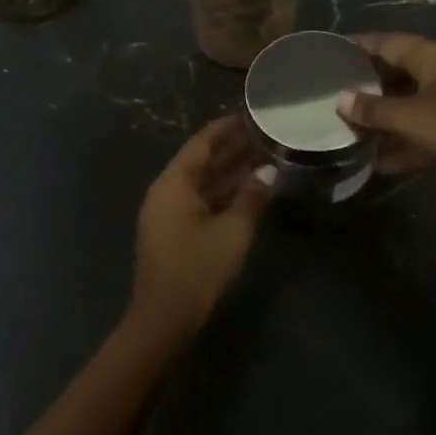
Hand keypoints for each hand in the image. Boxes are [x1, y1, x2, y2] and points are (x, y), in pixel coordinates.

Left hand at [130, 115, 275, 341]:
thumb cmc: (198, 268)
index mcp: (174, 183)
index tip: (251, 115)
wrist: (164, 318)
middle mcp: (166, 192)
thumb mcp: (233, 230)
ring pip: (202, 182)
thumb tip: (270, 170)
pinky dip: (223, 193)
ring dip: (230, 172)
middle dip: (231, 149)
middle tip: (264, 136)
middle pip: (200, 161)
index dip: (226, 128)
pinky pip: (200, 200)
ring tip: (264, 158)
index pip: (201, 144)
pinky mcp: (174, 231)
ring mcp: (168, 213)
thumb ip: (253, 196)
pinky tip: (249, 191)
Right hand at [335, 32, 435, 179]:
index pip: (385, 42)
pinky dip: (404, 137)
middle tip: (337, 93)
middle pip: (396, 71)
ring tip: (354, 126)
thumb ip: (374, 110)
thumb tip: (341, 100)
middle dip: (368, 84)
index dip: (358, 45)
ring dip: (385, 114)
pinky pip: (424, 124)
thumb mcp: (411, 118)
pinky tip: (382, 159)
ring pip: (410, 100)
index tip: (332, 51)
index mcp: (429, 56)